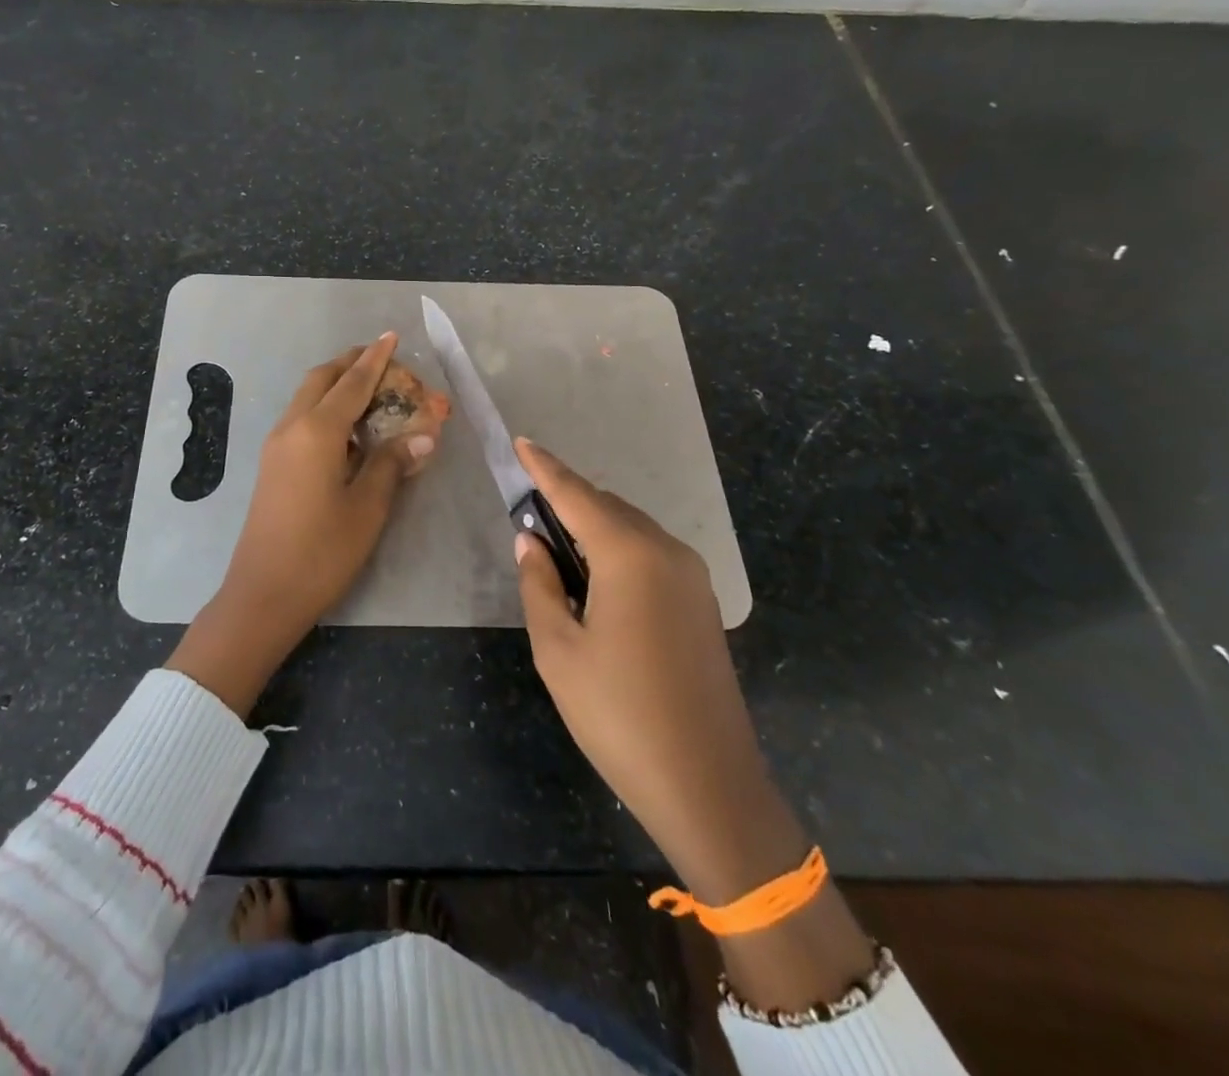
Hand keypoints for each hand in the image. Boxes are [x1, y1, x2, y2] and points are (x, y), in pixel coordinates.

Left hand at [166, 332, 435, 716]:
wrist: (264, 593)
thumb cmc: (322, 552)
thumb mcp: (367, 508)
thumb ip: (392, 464)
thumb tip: (423, 437)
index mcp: (317, 431)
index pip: (353, 382)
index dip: (376, 359)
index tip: (392, 337)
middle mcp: (292, 427)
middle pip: (322, 379)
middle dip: (351, 363)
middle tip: (383, 360)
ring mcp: (277, 445)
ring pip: (308, 397)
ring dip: (336, 384)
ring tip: (370, 389)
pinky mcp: (273, 464)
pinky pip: (301, 419)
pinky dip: (326, 408)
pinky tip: (349, 429)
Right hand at [511, 439, 803, 903]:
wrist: (708, 786)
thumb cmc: (618, 714)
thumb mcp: (558, 649)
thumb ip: (539, 584)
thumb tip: (531, 540)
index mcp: (629, 555)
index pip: (575, 495)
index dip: (544, 468)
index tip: (520, 442)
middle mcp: (666, 552)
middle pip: (606, 507)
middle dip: (566, 500)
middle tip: (527, 513)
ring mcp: (692, 577)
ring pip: (631, 529)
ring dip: (592, 526)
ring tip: (556, 548)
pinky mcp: (702, 603)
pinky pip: (651, 554)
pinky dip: (617, 549)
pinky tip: (596, 579)